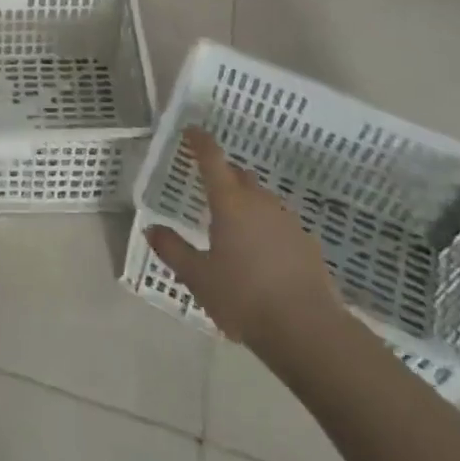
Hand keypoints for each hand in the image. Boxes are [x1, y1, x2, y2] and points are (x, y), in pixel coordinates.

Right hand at [146, 126, 343, 347]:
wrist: (308, 330)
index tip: (191, 131)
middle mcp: (260, 201)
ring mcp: (287, 220)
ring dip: (246, 201)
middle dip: (223, 175)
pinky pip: (279, 222)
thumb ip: (173, 250)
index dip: (200, 141)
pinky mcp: (306, 242)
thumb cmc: (244, 297)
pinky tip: (261, 252)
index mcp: (230, 202)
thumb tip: (152, 229)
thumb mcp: (198, 277)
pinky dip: (266, 226)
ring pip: (261, 198)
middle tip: (208, 187)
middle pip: (239, 175)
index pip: (212, 158)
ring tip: (233, 224)